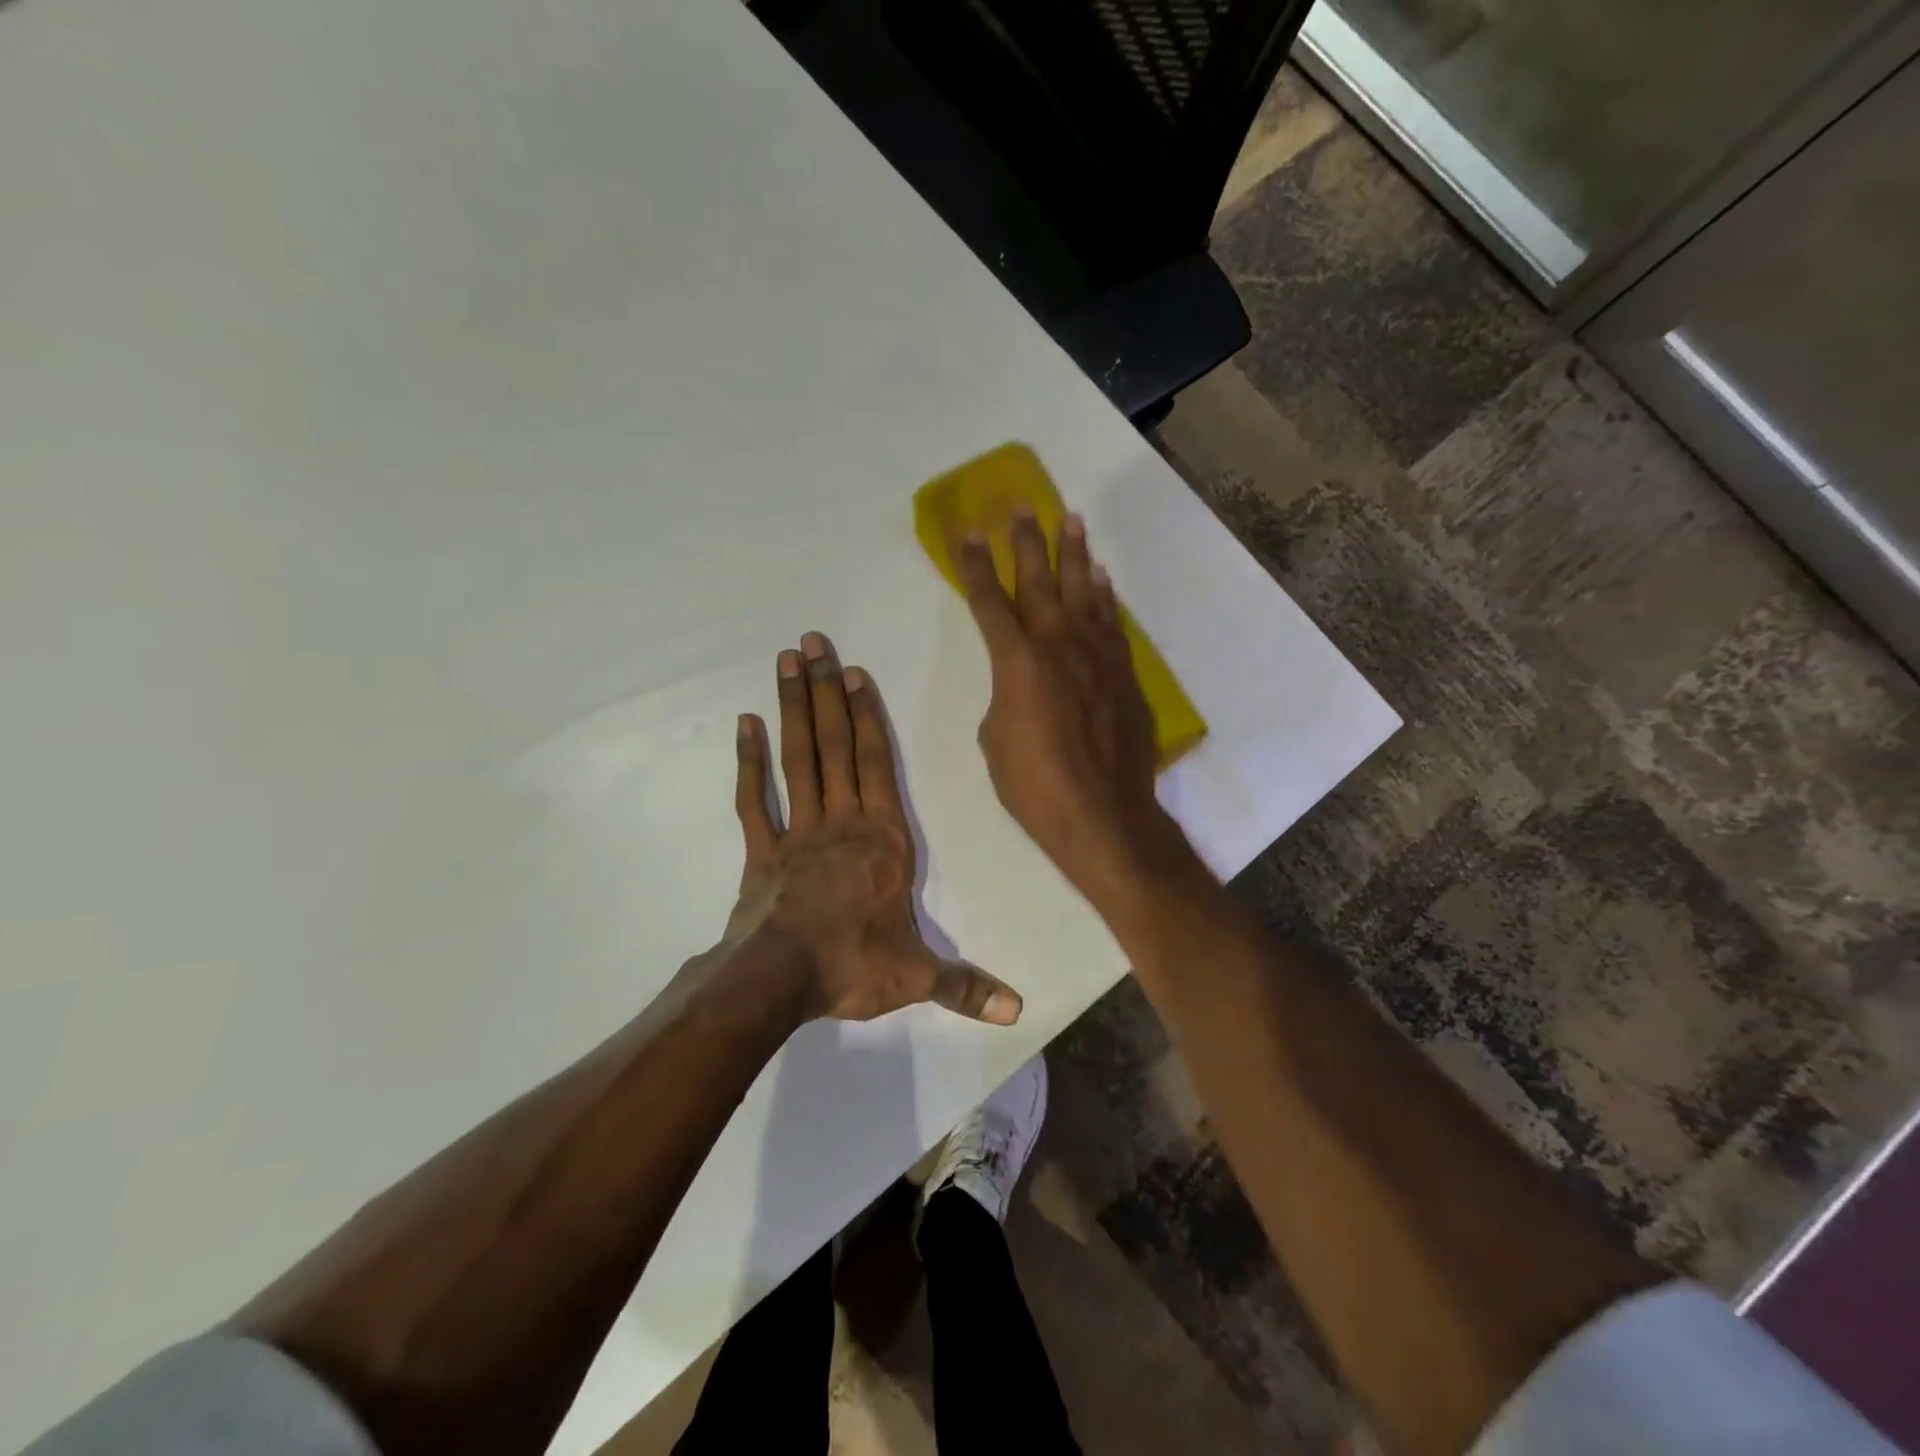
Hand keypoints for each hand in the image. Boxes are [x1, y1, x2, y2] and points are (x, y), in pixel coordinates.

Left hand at [725, 632, 1020, 1025]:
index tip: (855, 673)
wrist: (778, 982)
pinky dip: (749, 760)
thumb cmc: (853, 966)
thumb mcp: (916, 977)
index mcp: (883, 839)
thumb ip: (965, 986)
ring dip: (793, 708)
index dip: (867, 716)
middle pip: (833, 745)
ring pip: (797, 758)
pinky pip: (754, 797)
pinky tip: (745, 723)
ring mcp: (797, 831)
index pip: (876, 765)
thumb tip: (1018, 1010)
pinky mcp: (761, 850)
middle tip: (813, 642)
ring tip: (787, 661)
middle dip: (826, 691)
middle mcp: (842, 821)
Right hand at [955, 510, 1187, 909]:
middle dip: (1025, 541)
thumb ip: (1004, 699)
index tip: (968, 532)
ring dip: (1074, 554)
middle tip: (1020, 506)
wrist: (1103, 813)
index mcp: (1016, 660)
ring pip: (1083, 590)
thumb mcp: (996, 740)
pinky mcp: (1123, 672)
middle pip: (1038, 580)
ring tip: (1070, 519)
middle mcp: (1057, 643)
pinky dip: (1104, 596)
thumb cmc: (1035, 784)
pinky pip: (1111, 621)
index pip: (989, 601)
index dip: (975, 565)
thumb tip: (1019, 689)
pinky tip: (1101, 578)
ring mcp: (1096, 654)